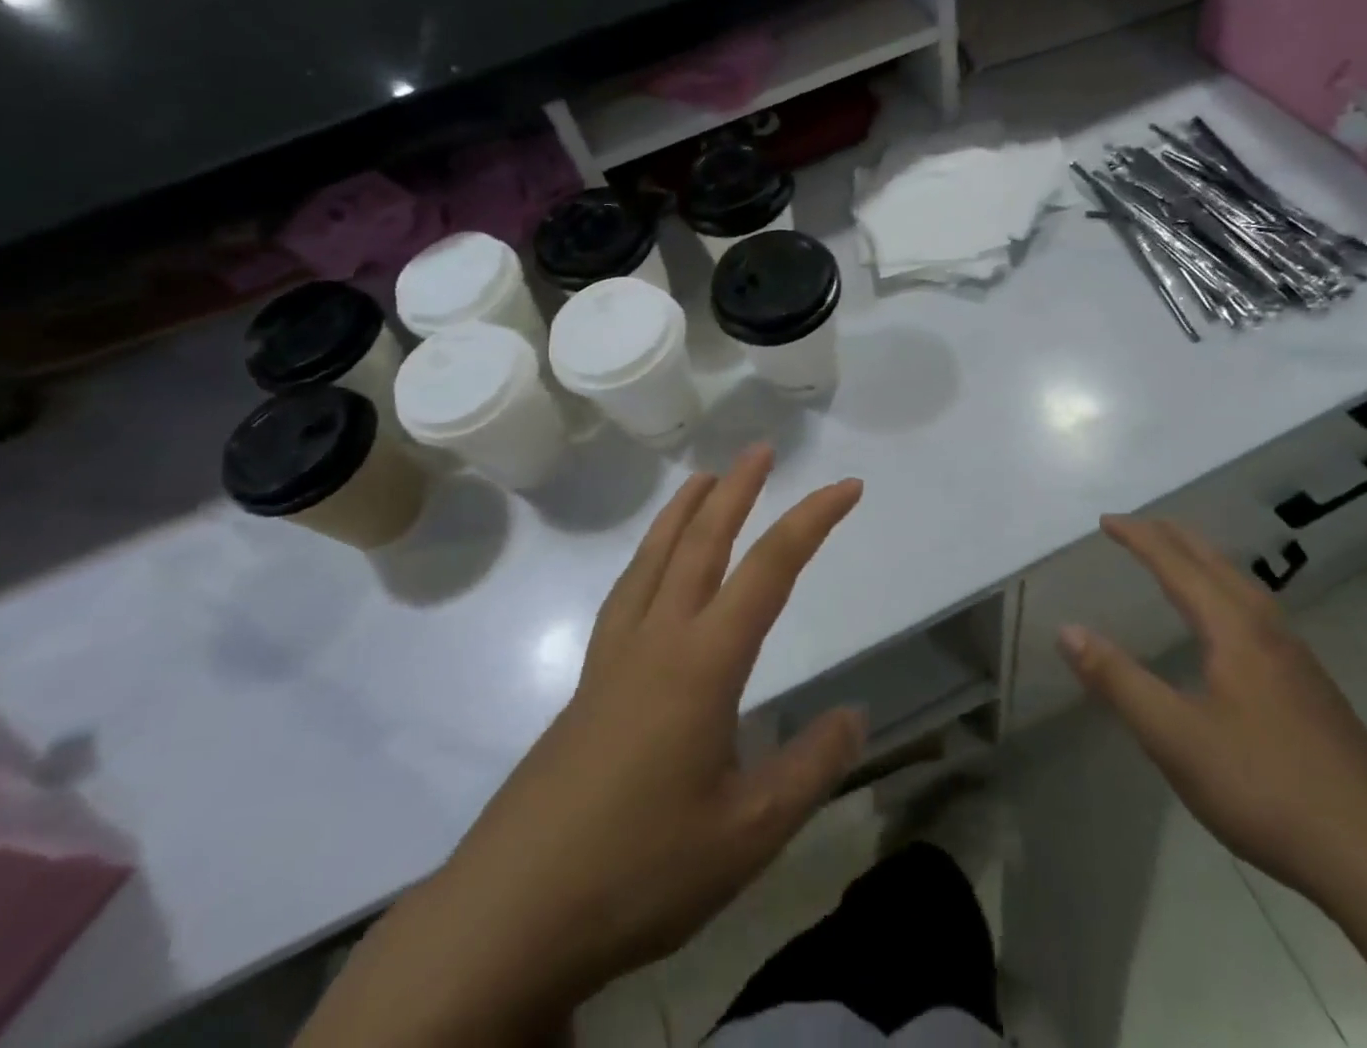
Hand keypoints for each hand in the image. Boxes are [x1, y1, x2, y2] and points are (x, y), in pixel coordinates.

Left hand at [298, 447, 866, 1047]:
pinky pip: (626, 593)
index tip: (847, 487)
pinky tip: (652, 569)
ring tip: (703, 479)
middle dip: (736, 490)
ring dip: (683, 511)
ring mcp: (614, 658)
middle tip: (761, 450)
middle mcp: (657, 640)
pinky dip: (648, 556)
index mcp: (702, 663)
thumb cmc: (638, 871)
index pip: (770, 569)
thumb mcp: (748, 834)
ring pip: (653, 559)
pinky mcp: (588, 684)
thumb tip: (856, 714)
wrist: (509, 917)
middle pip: (702, 542)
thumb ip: (809, 767)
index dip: (813, 520)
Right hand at [1058, 518, 1366, 908]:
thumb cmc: (1265, 790)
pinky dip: (1229, 593)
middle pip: (1217, 565)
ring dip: (1205, 563)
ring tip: (1180, 561)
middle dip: (1174, 538)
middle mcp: (1270, 631)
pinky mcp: (1315, 691)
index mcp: (1235, 631)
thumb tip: (1067, 630)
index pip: (1177, 566)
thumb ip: (1118, 680)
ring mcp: (1300, 661)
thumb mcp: (1175, 738)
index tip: (1106, 520)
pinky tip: (1230, 627)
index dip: (1140, 538)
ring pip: (1245, 588)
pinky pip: (1261, 615)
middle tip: (1138, 526)